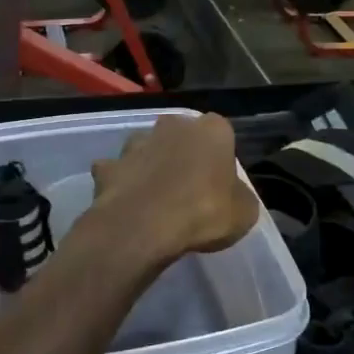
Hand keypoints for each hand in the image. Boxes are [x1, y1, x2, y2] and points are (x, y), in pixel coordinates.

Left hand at [88, 113, 258, 266]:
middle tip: (188, 185)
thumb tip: (233, 196)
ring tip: (155, 196)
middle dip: (183, 152)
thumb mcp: (244, 212)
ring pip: (147, 148)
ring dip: (150, 164)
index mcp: (212, 130)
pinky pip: (117, 171)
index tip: (220, 180)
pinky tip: (126, 203)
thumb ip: (239, 196)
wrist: (144, 226)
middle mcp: (173, 126)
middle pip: (181, 135)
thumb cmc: (204, 213)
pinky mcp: (109, 165)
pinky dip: (121, 183)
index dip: (220, 156)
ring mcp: (137, 143)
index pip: (222, 132)